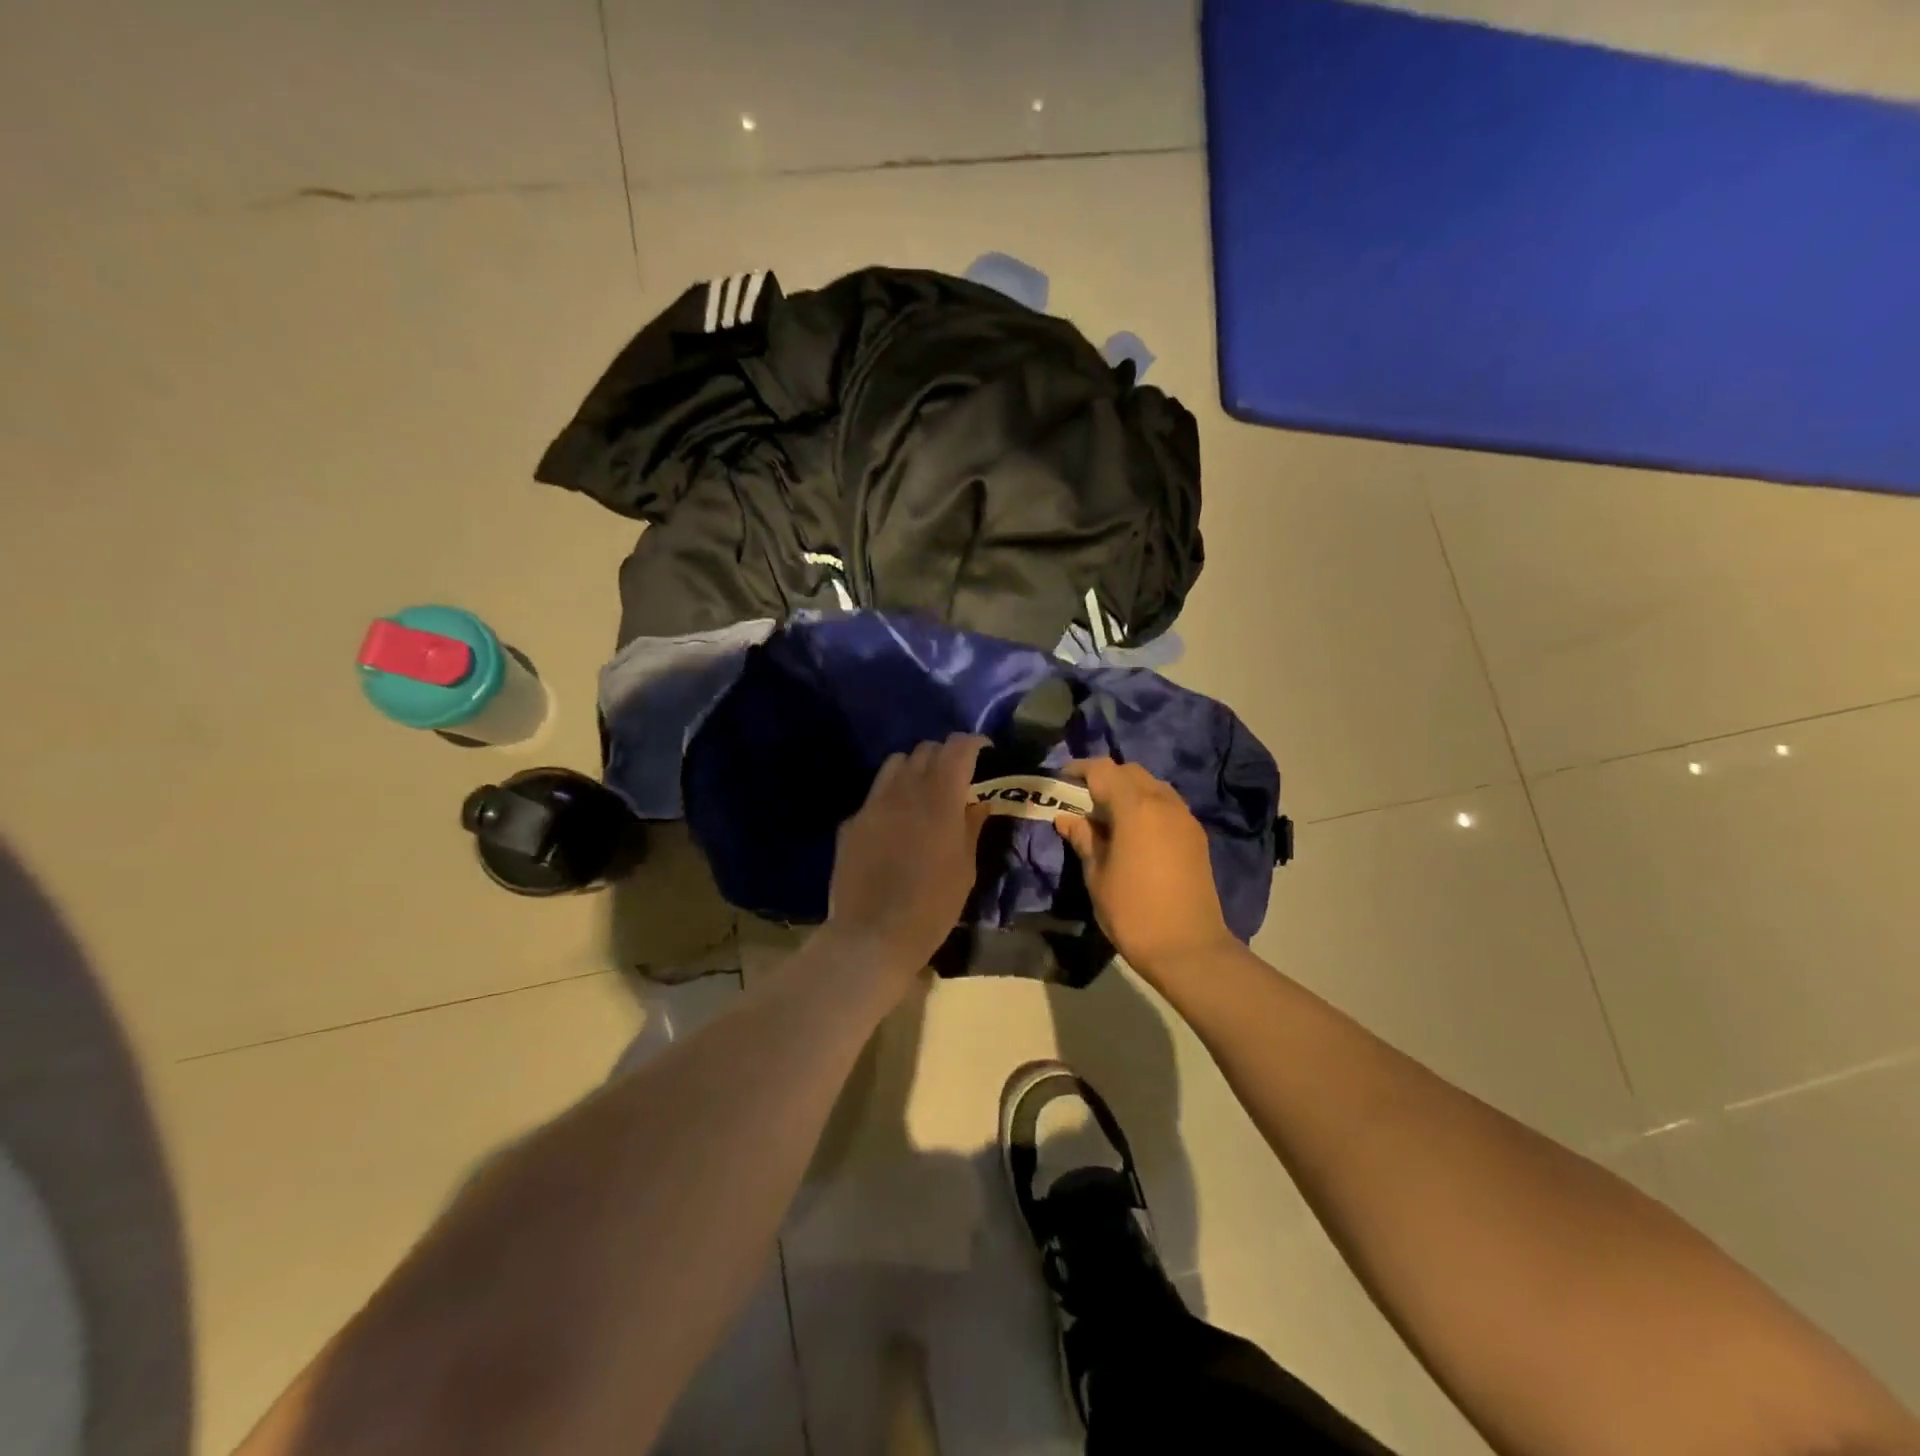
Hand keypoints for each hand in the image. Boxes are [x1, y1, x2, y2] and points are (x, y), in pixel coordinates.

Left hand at [827, 734, 991, 974]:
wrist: (871, 935)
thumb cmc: (931, 907)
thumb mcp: (965, 870)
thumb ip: (971, 827)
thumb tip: (977, 802)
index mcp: (939, 799)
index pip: (957, 749)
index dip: (973, 743)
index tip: (984, 752)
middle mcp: (904, 790)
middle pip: (925, 749)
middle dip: (945, 755)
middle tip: (957, 776)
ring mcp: (873, 804)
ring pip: (895, 763)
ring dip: (915, 768)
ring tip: (924, 791)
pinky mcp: (852, 821)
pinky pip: (875, 793)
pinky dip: (892, 795)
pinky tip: (896, 822)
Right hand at [1055, 757, 1236, 980]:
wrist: (1188, 948)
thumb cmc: (1133, 912)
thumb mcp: (1097, 875)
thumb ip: (1084, 839)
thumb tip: (1067, 818)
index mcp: (1136, 807)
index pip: (1103, 770)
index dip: (1079, 770)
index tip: (1061, 781)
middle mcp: (1164, 803)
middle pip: (1130, 772)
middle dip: (1105, 778)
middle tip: (1082, 801)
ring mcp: (1184, 818)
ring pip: (1152, 786)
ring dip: (1128, 791)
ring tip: (1107, 817)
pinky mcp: (1196, 836)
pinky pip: (1167, 805)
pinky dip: (1147, 806)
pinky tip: (1133, 833)